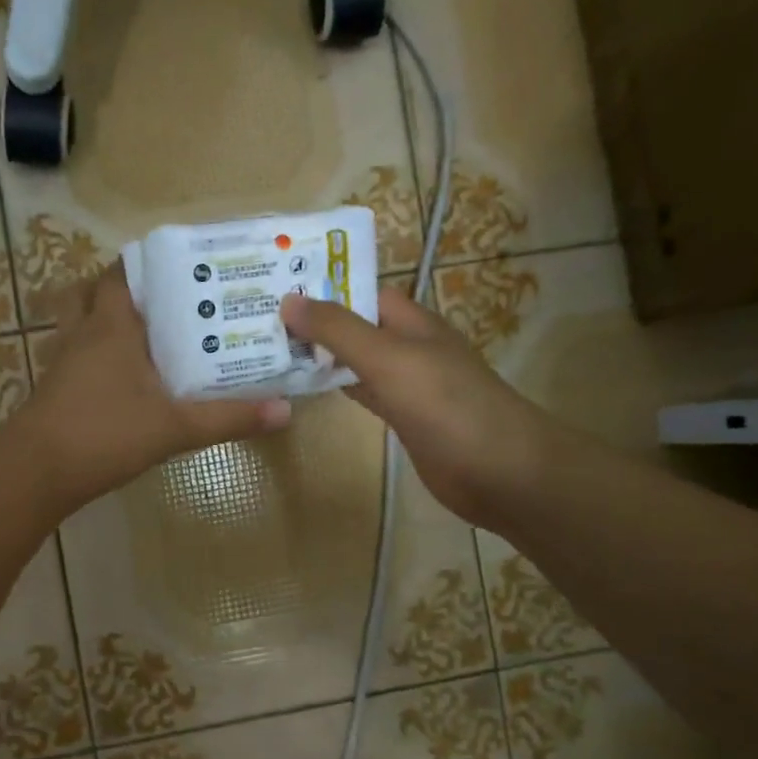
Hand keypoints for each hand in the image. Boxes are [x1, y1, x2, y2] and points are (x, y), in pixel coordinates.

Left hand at [18, 264, 292, 510]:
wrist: (36, 472)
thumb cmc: (105, 433)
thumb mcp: (175, 427)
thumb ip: (228, 418)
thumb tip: (284, 410)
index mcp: (111, 326)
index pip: (121, 273)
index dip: (145, 263)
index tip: (180, 267)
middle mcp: (83, 333)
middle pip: (92, 291)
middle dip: (121, 289)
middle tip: (160, 299)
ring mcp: (62, 361)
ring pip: (77, 322)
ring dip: (101, 319)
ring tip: (140, 332)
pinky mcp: (54, 388)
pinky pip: (73, 354)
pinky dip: (92, 353)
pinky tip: (118, 376)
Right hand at [281, 286, 554, 525]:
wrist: (500, 471)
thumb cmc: (447, 405)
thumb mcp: (389, 359)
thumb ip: (339, 331)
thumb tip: (287, 300)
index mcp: (412, 322)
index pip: (362, 292)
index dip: (323, 287)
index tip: (275, 287)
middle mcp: (408, 347)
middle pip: (356, 326)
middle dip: (315, 323)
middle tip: (258, 320)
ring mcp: (407, 385)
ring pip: (355, 362)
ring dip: (321, 357)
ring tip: (270, 349)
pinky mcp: (403, 419)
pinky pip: (363, 393)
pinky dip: (337, 388)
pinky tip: (306, 389)